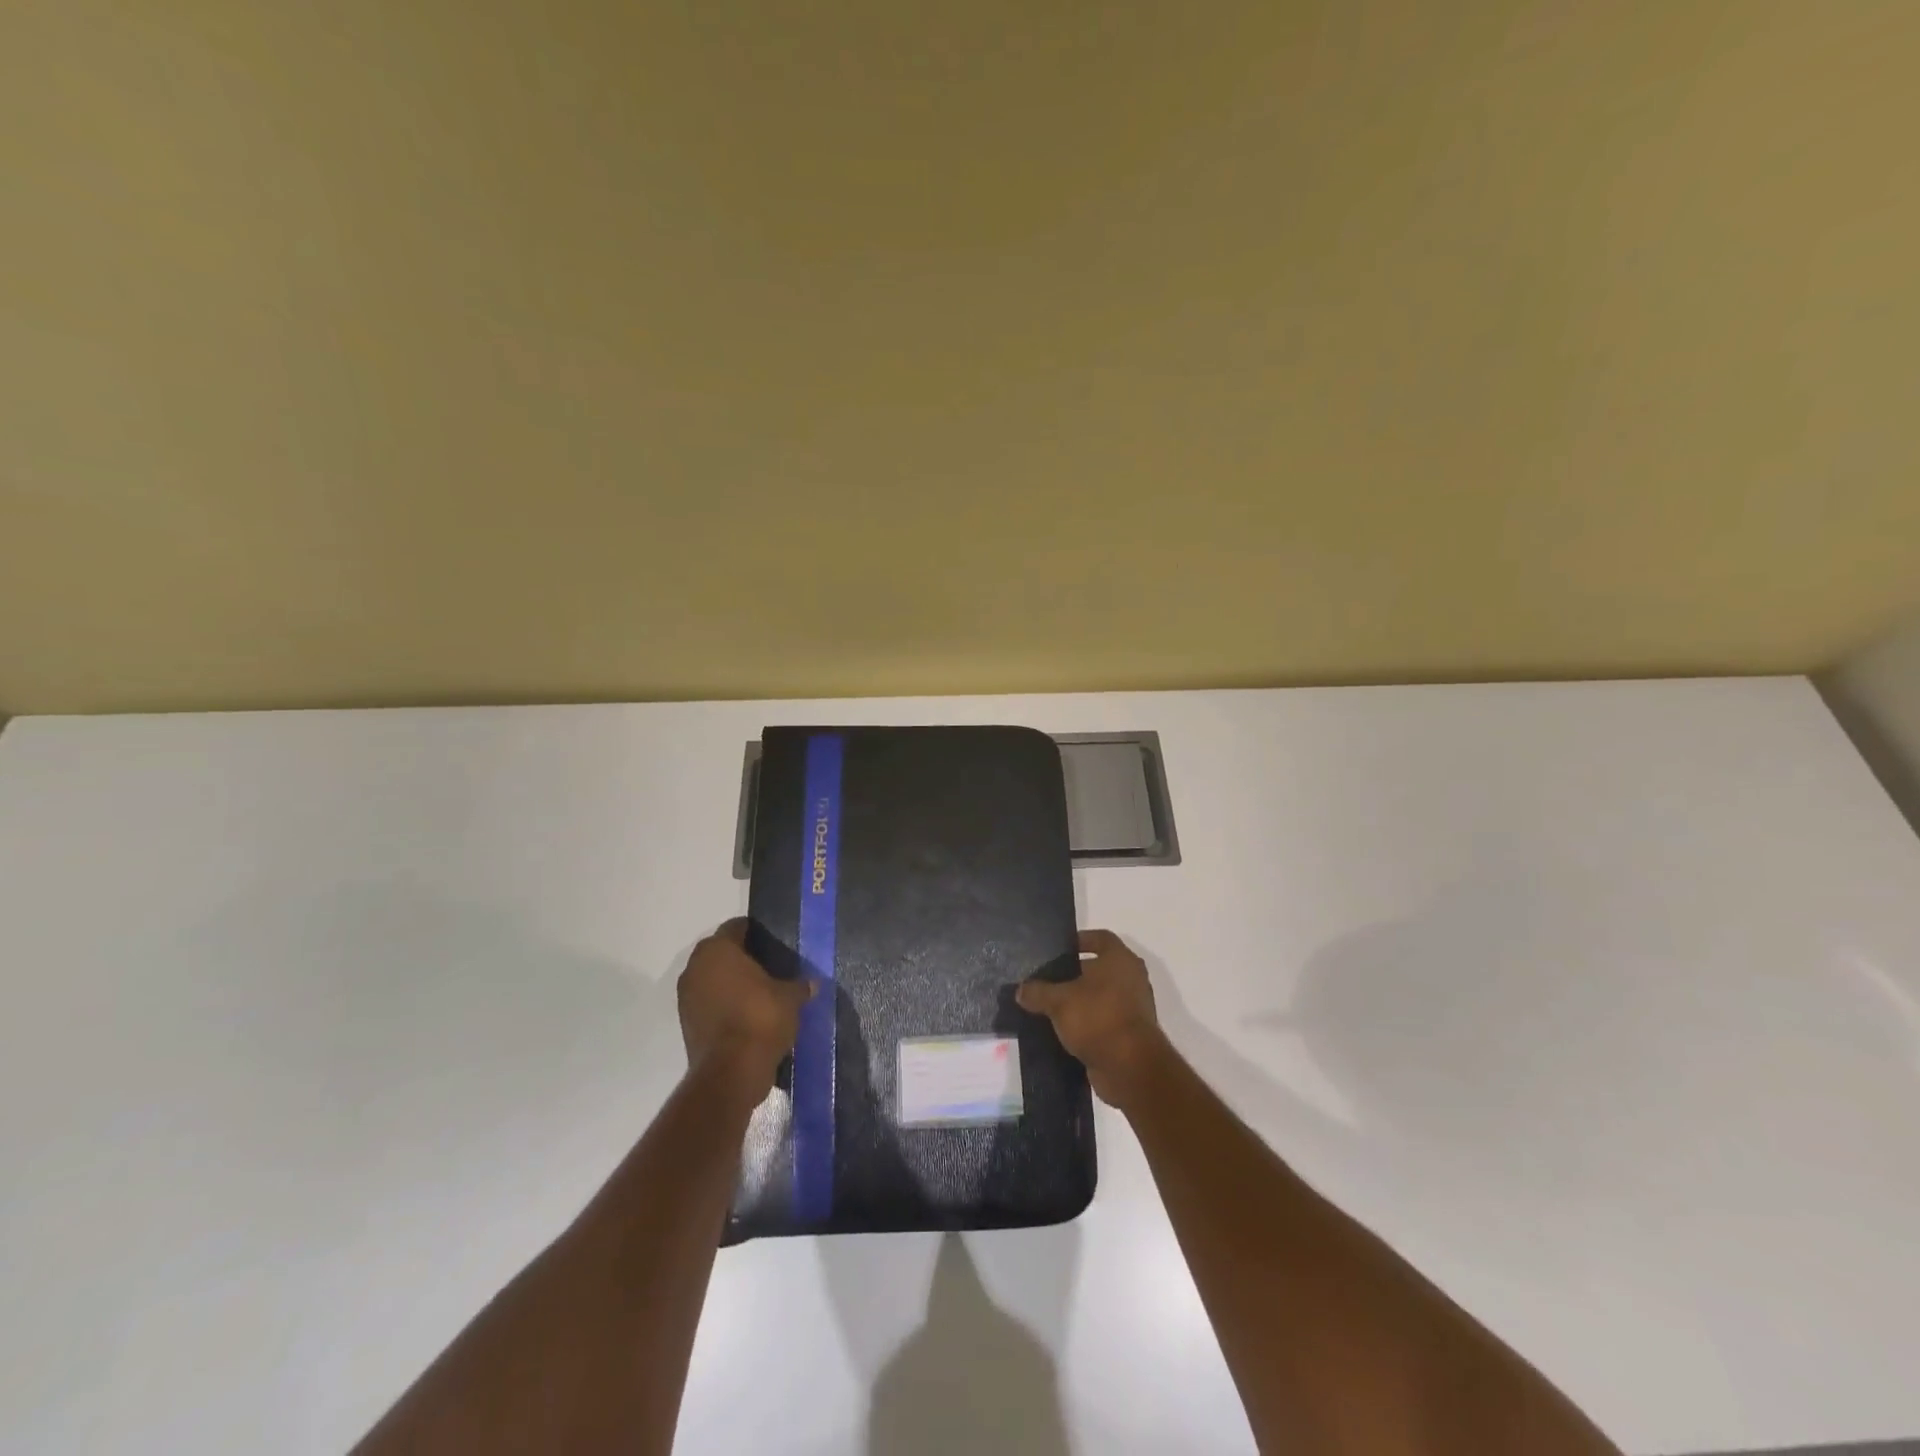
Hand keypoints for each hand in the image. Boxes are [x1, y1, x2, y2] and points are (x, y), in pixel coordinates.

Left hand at [677, 919, 812, 1106]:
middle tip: (769, 967)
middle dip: (741, 958)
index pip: (736, 927)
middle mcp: (696, 966)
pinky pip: (708, 1002)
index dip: (756, 932)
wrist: (731, 1072)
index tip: (773, 943)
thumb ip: (799, 986)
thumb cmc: (760, 1019)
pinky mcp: (686, 1023)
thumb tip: (812, 984)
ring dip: (730, 983)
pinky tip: (746, 1015)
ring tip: (759, 993)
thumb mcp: (790, 998)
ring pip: (712, 978)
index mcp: (719, 949)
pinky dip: (723, 1005)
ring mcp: (686, 996)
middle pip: (721, 952)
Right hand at [1016, 929, 1169, 1109]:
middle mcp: (1131, 979)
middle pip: (1098, 969)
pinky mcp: (1128, 1035)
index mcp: (1120, 960)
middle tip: (1046, 979)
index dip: (1080, 940)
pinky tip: (1061, 1031)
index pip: (1101, 938)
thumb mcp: (1059, 1001)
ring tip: (1048, 1007)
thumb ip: (1038, 992)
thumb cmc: (1098, 1018)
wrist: (1130, 1068)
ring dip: (1078, 1002)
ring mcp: (1132, 1008)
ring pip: (1099, 997)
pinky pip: (1102, 1021)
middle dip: (1073, 974)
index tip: (1058, 950)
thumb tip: (1021, 989)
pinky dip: (1086, 1024)